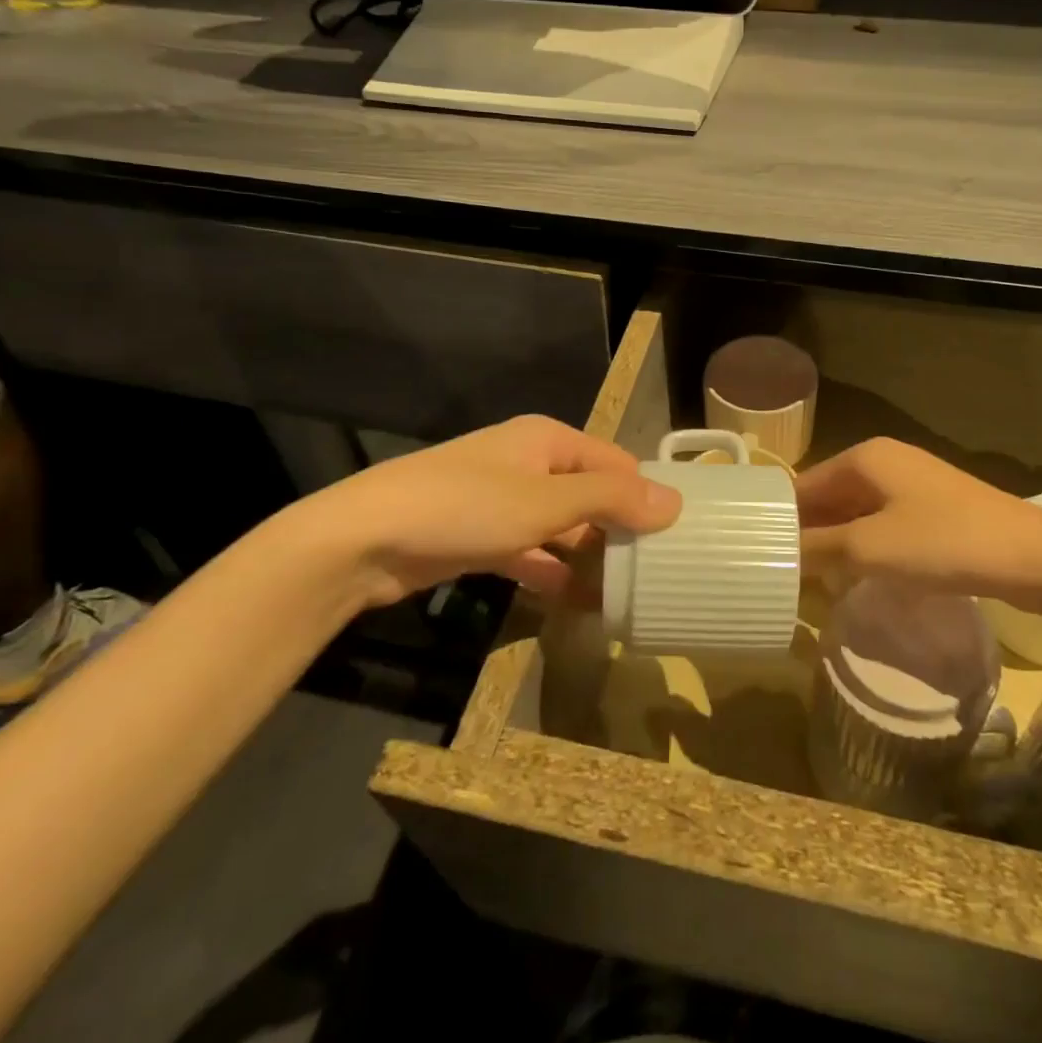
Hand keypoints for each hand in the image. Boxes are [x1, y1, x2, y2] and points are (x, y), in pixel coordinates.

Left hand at [256, 415, 680, 607]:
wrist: (365, 539)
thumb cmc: (466, 507)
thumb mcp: (546, 502)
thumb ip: (610, 501)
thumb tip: (674, 502)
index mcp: (547, 440)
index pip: (614, 462)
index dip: (644, 495)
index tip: (676, 536)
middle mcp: (528, 463)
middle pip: (588, 494)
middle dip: (618, 529)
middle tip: (656, 571)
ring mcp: (502, 501)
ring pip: (560, 526)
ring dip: (587, 555)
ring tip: (626, 592)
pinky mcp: (481, 537)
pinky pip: (531, 551)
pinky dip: (552, 572)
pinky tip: (577, 602)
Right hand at [795, 437, 1041, 606]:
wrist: (1033, 555)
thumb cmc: (943, 543)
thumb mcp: (870, 548)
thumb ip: (818, 548)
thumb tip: (780, 554)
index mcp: (864, 457)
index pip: (804, 485)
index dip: (782, 519)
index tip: (760, 555)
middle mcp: (884, 461)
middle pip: (829, 497)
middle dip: (809, 533)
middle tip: (783, 575)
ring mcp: (912, 484)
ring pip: (856, 512)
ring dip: (836, 543)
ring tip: (812, 582)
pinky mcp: (932, 508)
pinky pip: (883, 524)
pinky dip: (865, 547)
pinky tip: (857, 577)